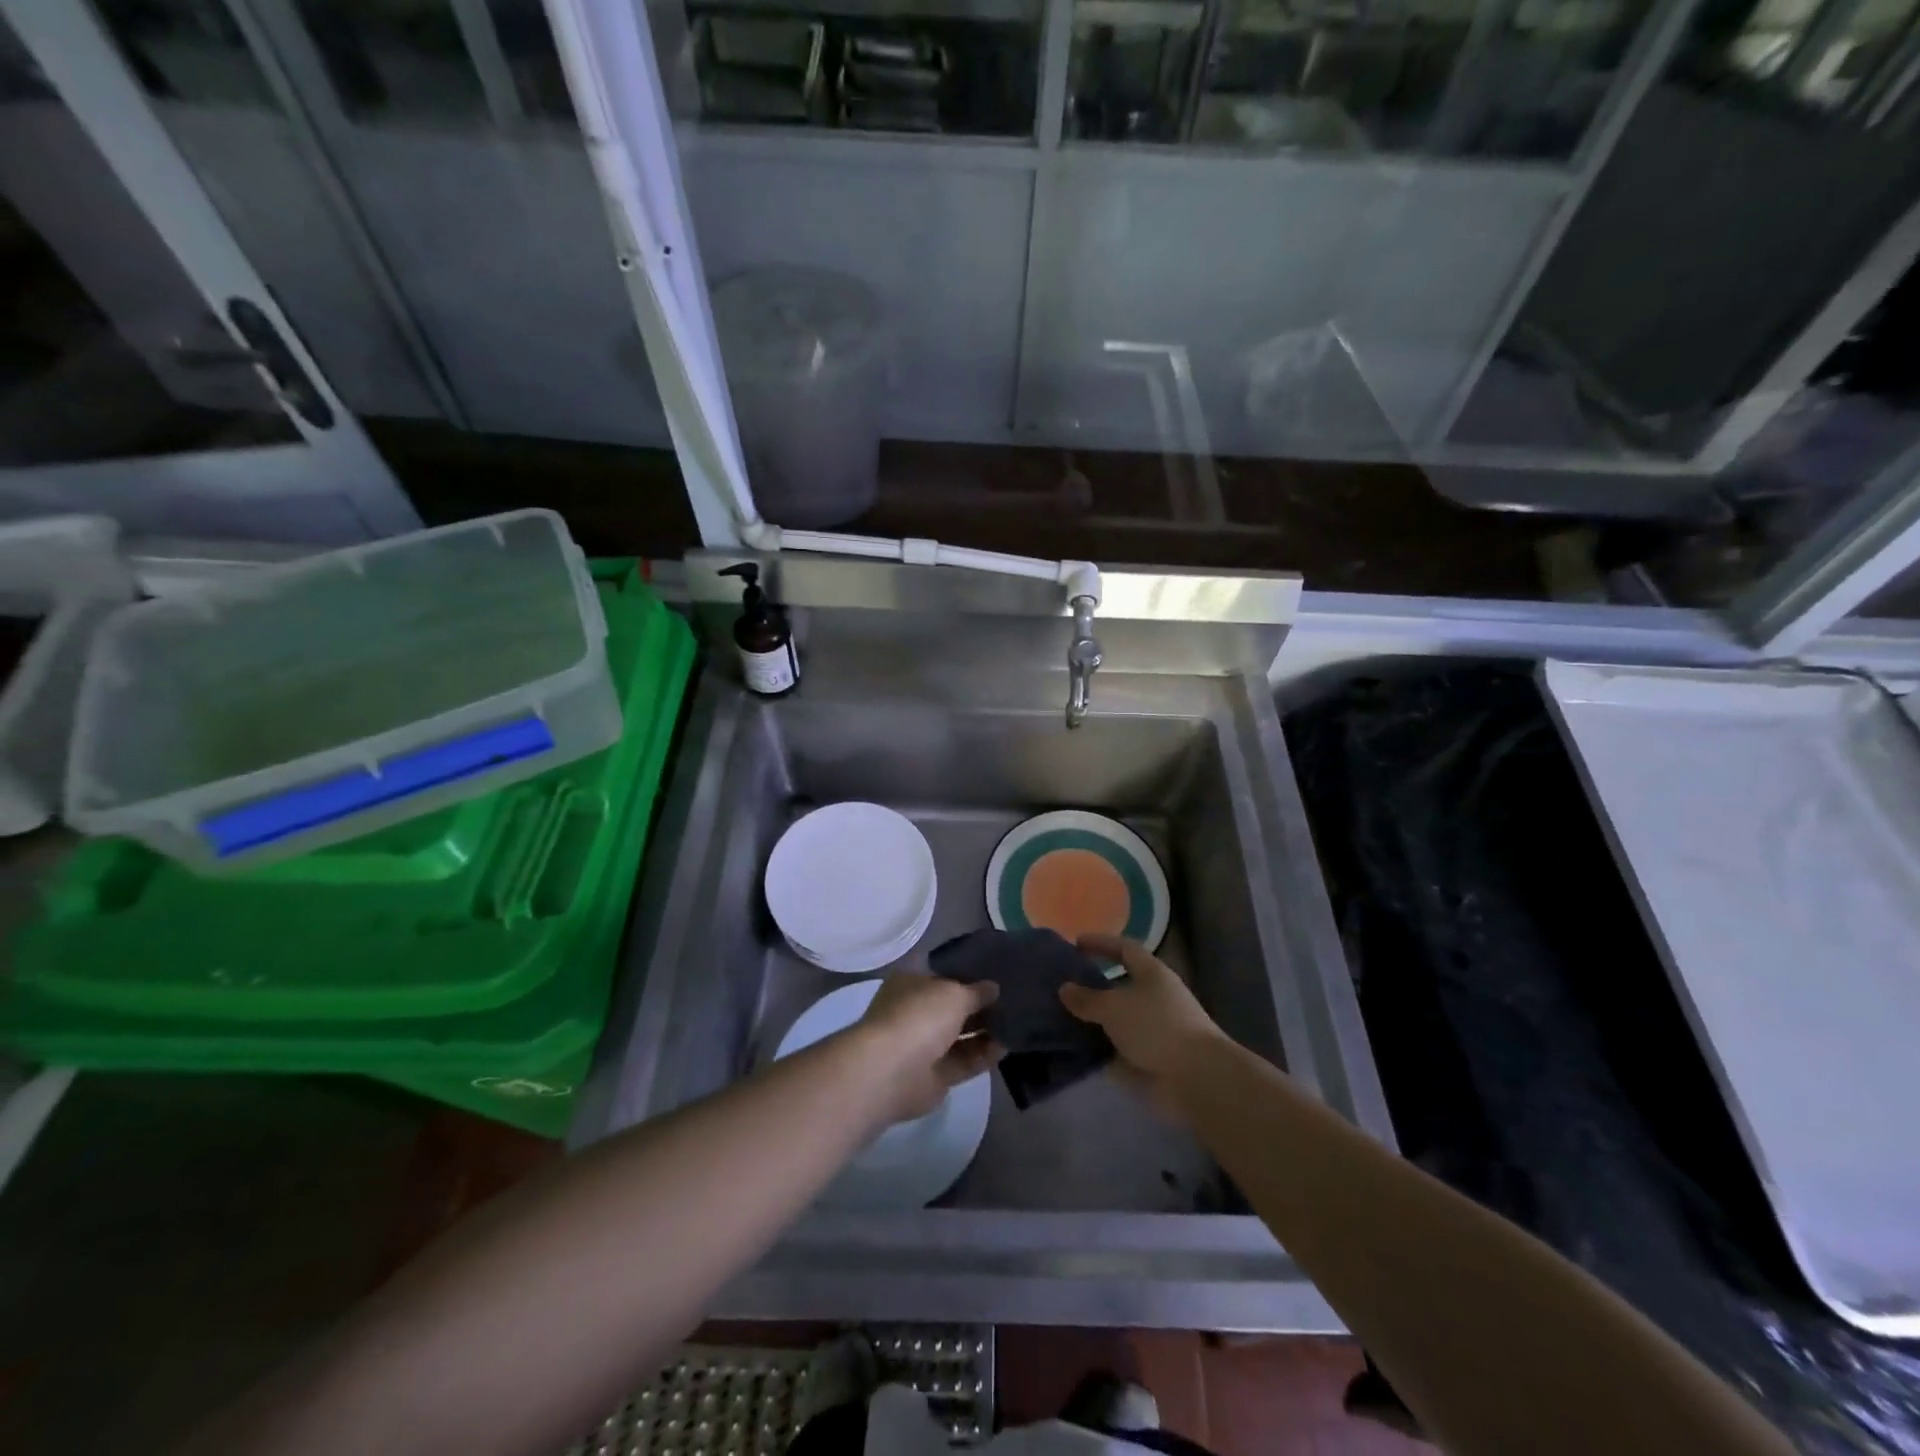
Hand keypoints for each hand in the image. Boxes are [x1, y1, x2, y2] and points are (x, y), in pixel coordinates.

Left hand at [852, 974, 1001, 1124]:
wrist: (892, 1072)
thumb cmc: (919, 1017)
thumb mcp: (954, 993)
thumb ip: (976, 991)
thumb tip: (993, 988)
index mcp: (911, 983)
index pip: (943, 974)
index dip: (968, 974)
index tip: (996, 974)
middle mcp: (915, 1012)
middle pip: (952, 1007)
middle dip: (980, 1005)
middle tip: (1013, 999)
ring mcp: (923, 1046)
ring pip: (960, 1036)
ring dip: (985, 1030)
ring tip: (1017, 1022)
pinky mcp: (935, 1076)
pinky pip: (964, 1061)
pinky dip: (984, 1055)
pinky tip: (1008, 1046)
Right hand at [1061, 935, 1225, 1107]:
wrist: (1196, 1078)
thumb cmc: (1156, 1027)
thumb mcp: (1114, 1007)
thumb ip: (1087, 998)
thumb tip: (1065, 988)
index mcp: (1152, 974)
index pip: (1124, 949)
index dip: (1101, 943)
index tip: (1076, 942)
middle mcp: (1155, 997)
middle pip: (1121, 985)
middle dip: (1094, 985)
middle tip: (1063, 984)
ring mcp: (1154, 1029)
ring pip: (1117, 1018)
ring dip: (1094, 1019)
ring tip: (1061, 1018)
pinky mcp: (1151, 1058)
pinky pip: (1118, 1047)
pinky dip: (1099, 1048)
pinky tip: (1075, 1050)